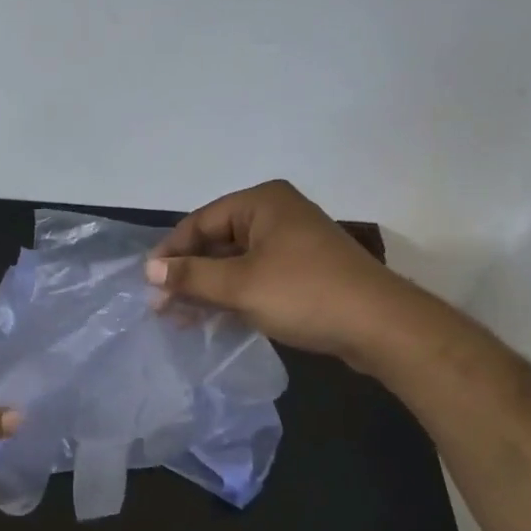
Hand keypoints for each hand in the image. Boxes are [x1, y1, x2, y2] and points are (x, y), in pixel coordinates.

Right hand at [145, 179, 422, 363]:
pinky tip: (211, 320)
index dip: (171, 252)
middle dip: (188, 274)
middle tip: (161, 306)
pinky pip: (255, 278)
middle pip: (216, 242)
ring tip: (179, 318)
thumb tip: (149, 269)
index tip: (148, 282)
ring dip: (207, 289)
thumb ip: (191, 276)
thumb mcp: (240, 285)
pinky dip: (232, 296)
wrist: (381, 327)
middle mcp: (275, 215)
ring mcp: (291, 244)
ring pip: (235, 263)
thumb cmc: (305, 294)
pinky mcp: (302, 272)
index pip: (200, 222)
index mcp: (261, 203)